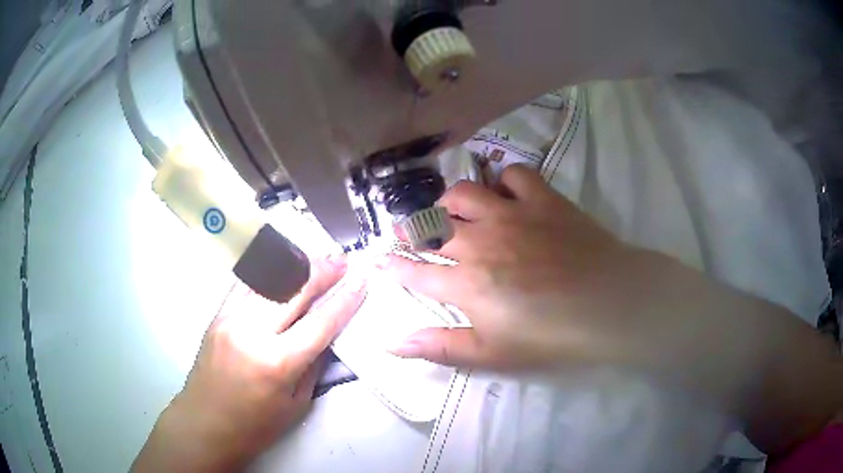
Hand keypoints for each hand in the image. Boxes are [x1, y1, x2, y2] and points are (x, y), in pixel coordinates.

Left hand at [132, 257, 366, 471]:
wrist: (205, 424)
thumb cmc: (255, 425)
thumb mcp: (296, 403)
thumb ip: (313, 364)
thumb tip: (327, 333)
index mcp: (277, 363)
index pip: (320, 321)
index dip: (345, 298)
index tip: (362, 279)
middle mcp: (251, 332)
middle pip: (293, 289)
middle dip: (323, 271)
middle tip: (343, 259)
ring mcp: (229, 318)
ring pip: (268, 280)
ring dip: (296, 266)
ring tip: (317, 258)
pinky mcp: (217, 315)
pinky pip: (247, 285)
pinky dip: (269, 273)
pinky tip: (282, 267)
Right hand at [385, 164, 654, 368]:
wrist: (610, 305)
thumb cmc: (551, 337)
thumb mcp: (491, 354)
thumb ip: (439, 347)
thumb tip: (392, 344)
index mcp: (465, 282)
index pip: (414, 270)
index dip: (393, 265)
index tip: (380, 260)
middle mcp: (480, 241)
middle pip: (431, 226)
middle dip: (410, 228)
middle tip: (406, 231)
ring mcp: (512, 214)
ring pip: (465, 193)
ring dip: (449, 200)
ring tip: (450, 209)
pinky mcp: (543, 200)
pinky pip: (515, 175)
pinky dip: (505, 180)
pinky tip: (505, 192)